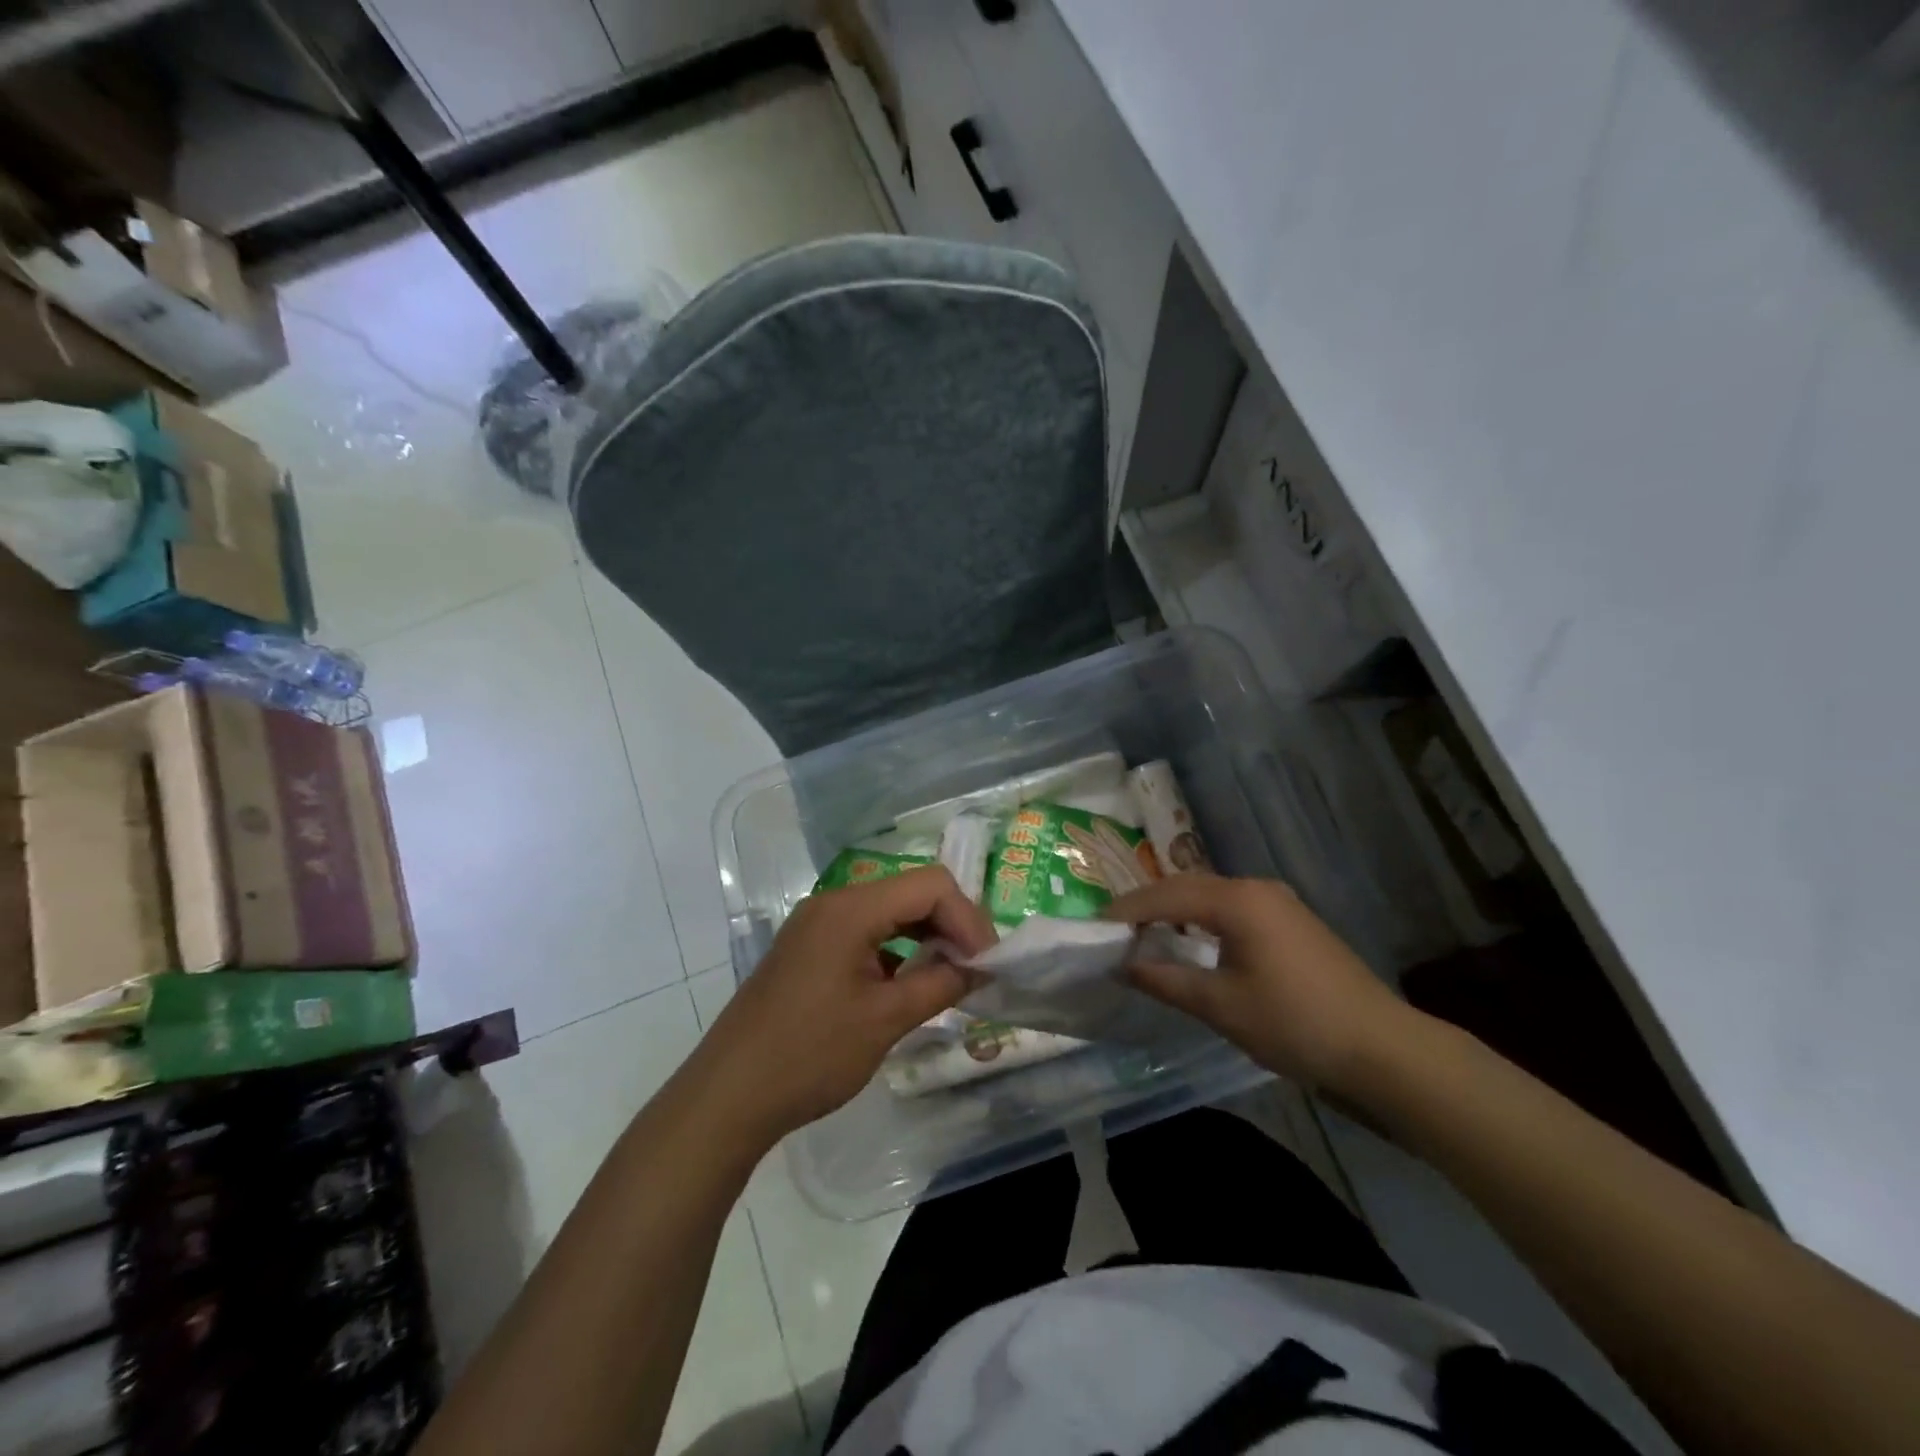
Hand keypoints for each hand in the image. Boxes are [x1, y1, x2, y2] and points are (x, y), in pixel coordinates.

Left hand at [690, 866, 996, 1145]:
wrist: (728, 1096)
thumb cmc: (810, 1054)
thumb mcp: (885, 1020)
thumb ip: (940, 984)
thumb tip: (980, 967)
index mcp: (851, 908)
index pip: (930, 885)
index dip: (968, 918)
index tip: (987, 963)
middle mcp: (834, 903)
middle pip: (910, 892)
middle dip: (950, 925)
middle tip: (976, 970)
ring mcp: (817, 925)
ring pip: (889, 913)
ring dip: (926, 938)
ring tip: (951, 978)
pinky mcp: (810, 950)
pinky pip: (866, 934)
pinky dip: (897, 951)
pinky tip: (910, 985)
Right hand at [1105, 874, 1415, 1090]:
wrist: (1383, 1048)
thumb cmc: (1296, 1023)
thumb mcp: (1222, 1006)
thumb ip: (1167, 980)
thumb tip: (1122, 966)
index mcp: (1238, 901)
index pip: (1167, 894)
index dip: (1127, 910)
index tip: (1094, 925)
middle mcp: (1256, 889)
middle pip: (1187, 885)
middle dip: (1147, 904)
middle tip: (1113, 928)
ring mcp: (1278, 903)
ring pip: (1210, 895)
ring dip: (1175, 909)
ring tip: (1143, 932)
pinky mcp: (1291, 922)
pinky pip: (1232, 908)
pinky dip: (1201, 918)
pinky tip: (1191, 939)